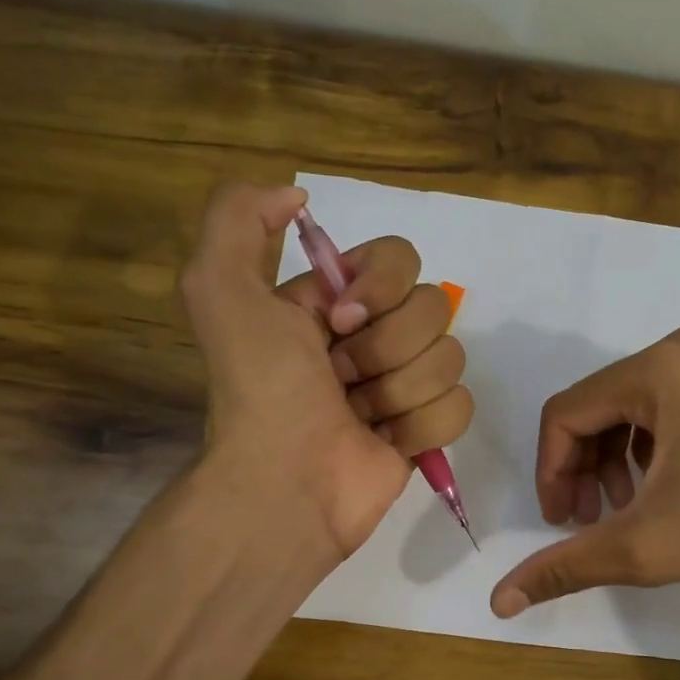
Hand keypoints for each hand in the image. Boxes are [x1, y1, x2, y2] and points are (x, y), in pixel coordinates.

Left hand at [181, 183, 472, 561]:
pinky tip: (387, 442)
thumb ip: (239, 217)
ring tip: (359, 416)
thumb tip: (297, 197)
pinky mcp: (425, 430)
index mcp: (334, 301)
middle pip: (433, 307)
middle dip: (386, 347)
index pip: (400, 258)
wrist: (286, 482)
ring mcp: (402, 385)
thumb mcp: (219, 289)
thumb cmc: (261, 389)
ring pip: (449, 357)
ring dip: (399, 390)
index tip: (340, 321)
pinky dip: (422, 425)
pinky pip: (460, 405)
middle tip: (341, 378)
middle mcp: (372, 336)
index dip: (381, 286)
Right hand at [490, 326, 679, 615]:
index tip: (560, 521)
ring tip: (623, 512)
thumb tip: (500, 601)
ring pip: (629, 411)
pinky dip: (647, 451)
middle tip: (587, 521)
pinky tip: (659, 492)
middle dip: (582, 469)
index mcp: (657, 369)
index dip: (550, 471)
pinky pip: (665, 410)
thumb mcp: (644, 547)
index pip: (565, 414)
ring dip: (612, 463)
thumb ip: (566, 567)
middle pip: (596, 409)